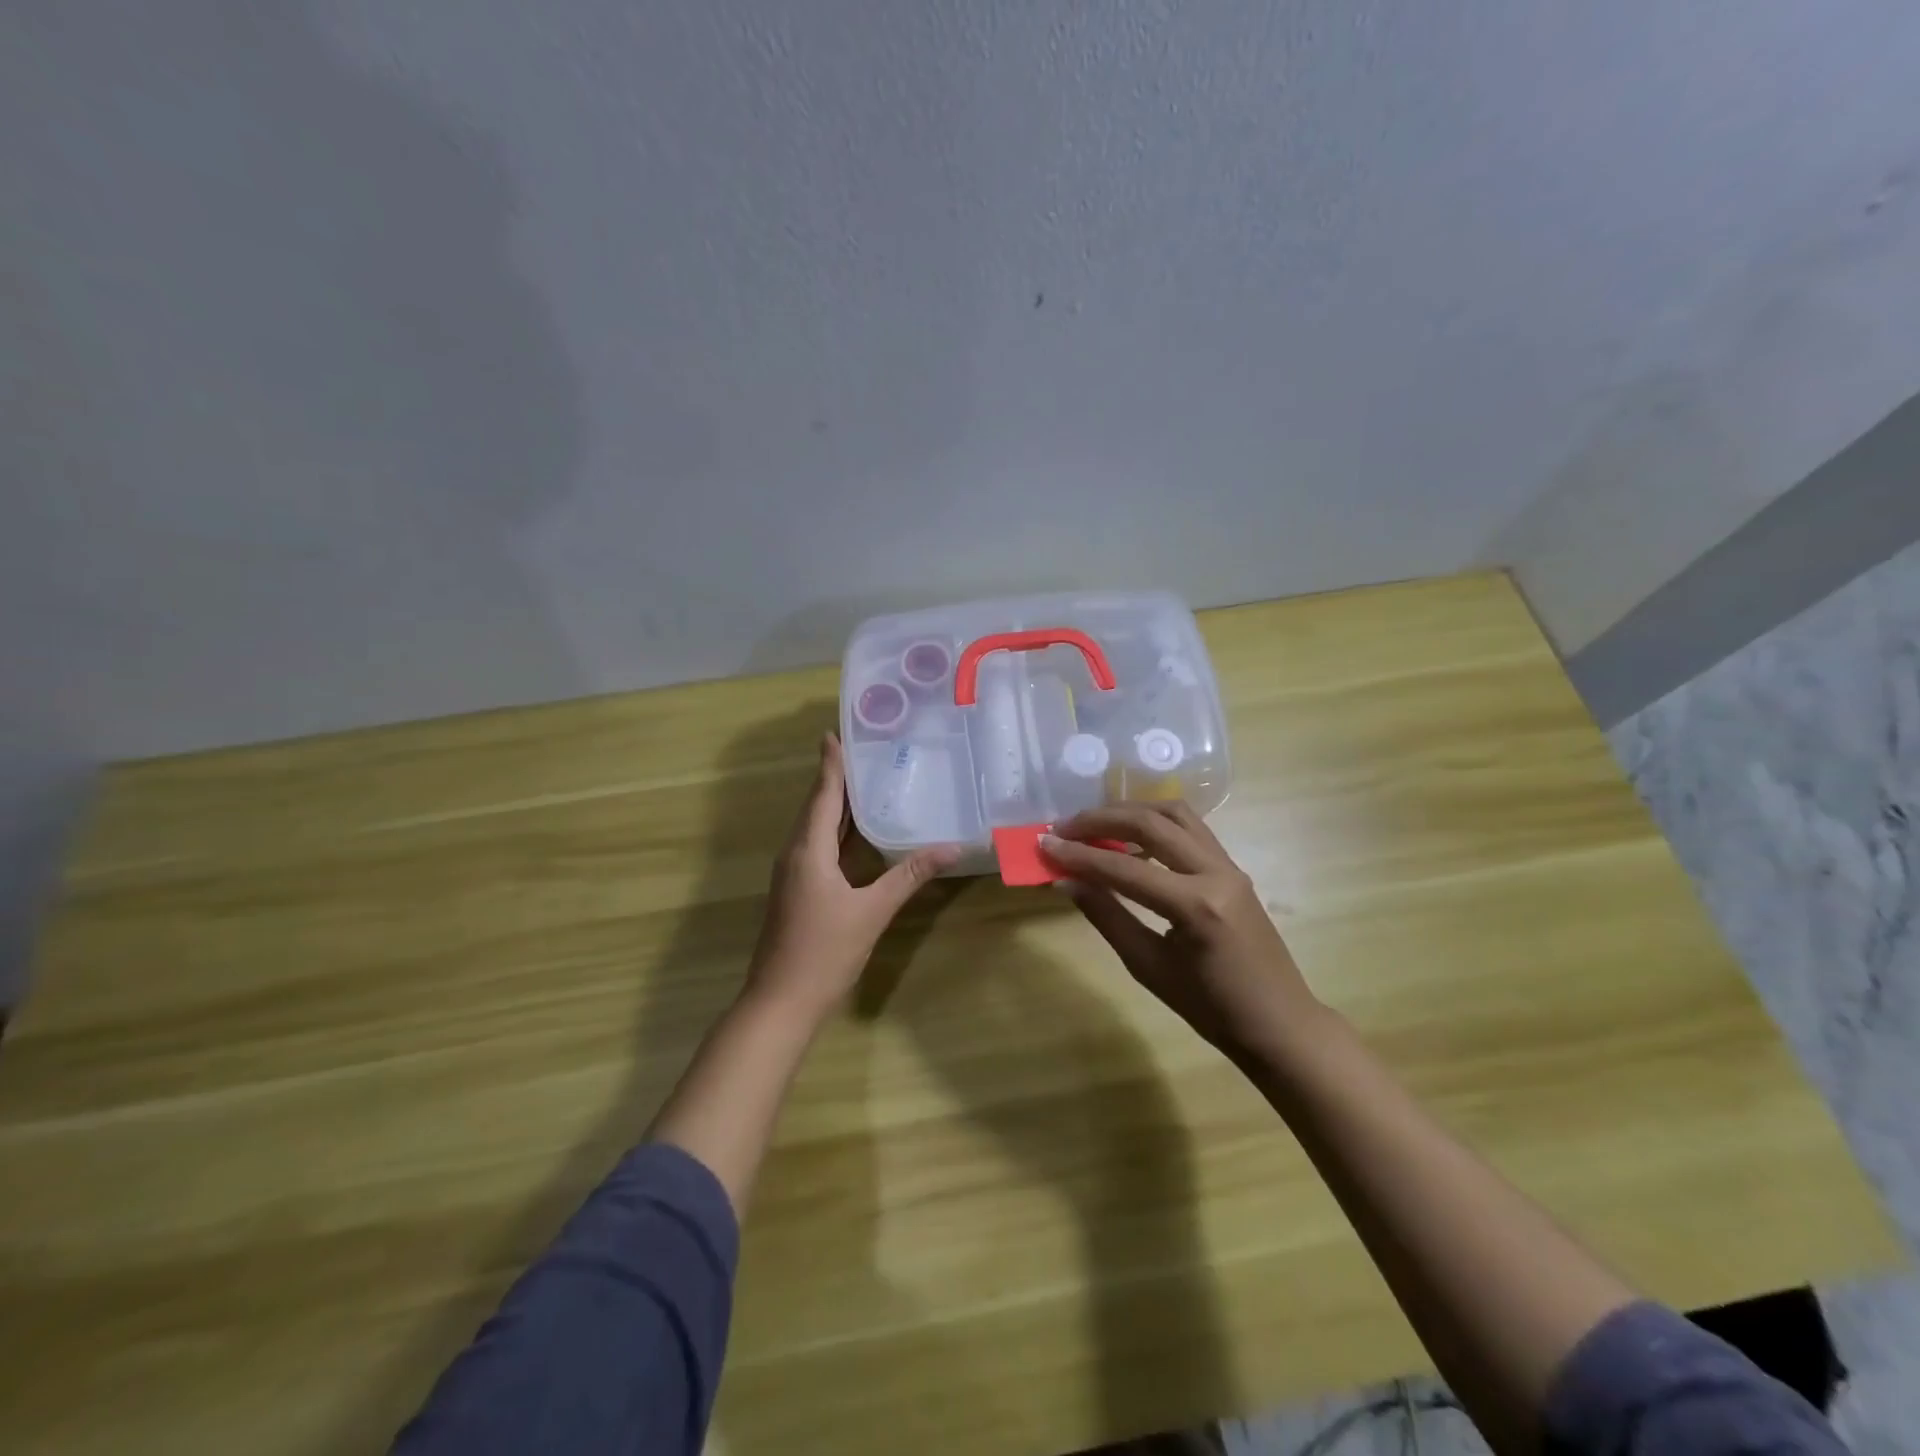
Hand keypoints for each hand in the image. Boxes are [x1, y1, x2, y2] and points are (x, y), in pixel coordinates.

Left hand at [745, 733, 958, 1024]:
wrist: (781, 1002)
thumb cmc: (824, 952)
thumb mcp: (872, 912)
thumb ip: (909, 876)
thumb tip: (951, 847)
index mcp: (808, 850)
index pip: (822, 795)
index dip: (830, 764)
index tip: (835, 732)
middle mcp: (795, 854)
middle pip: (816, 806)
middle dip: (835, 777)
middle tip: (861, 749)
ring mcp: (793, 874)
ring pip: (815, 827)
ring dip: (835, 803)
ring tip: (863, 781)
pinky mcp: (797, 891)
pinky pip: (817, 846)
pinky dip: (836, 830)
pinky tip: (856, 832)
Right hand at [1041, 802, 1320, 1057]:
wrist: (1278, 1024)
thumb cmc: (1211, 1009)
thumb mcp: (1148, 967)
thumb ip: (1106, 916)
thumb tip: (1066, 881)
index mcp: (1196, 906)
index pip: (1123, 868)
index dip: (1078, 855)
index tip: (1044, 844)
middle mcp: (1216, 872)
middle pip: (1151, 824)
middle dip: (1101, 820)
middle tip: (1064, 827)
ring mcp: (1229, 866)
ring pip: (1174, 814)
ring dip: (1130, 812)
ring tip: (1094, 825)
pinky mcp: (1232, 868)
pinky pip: (1190, 829)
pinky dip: (1155, 824)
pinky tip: (1130, 840)